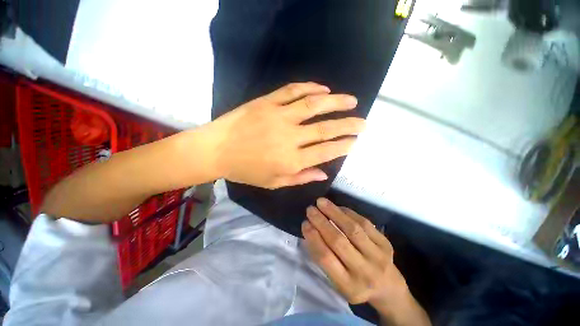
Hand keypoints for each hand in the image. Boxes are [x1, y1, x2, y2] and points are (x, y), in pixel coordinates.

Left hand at [205, 82, 364, 188]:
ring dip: (336, 102)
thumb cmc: (246, 171)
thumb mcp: (274, 182)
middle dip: (348, 125)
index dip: (343, 145)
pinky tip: (323, 89)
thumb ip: (301, 177)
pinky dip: (311, 88)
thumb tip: (324, 173)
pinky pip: (293, 91)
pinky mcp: (267, 102)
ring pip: (314, 105)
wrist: (217, 150)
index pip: (326, 151)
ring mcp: (279, 116)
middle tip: (363, 122)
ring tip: (351, 101)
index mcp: (291, 160)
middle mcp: (290, 137)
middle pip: (326, 128)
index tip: (354, 141)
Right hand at [302, 198, 430, 325]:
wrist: (388, 287)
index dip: (313, 238)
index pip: (326, 258)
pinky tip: (338, 207)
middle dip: (321, 222)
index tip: (304, 223)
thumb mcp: (337, 281)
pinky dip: (348, 212)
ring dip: (334, 212)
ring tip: (321, 202)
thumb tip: (310, 229)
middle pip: (339, 241)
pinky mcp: (386, 244)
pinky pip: (364, 223)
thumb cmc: (356, 283)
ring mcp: (378, 257)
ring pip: (352, 229)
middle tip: (310, 209)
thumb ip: (323, 258)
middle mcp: (364, 272)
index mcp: (348, 286)